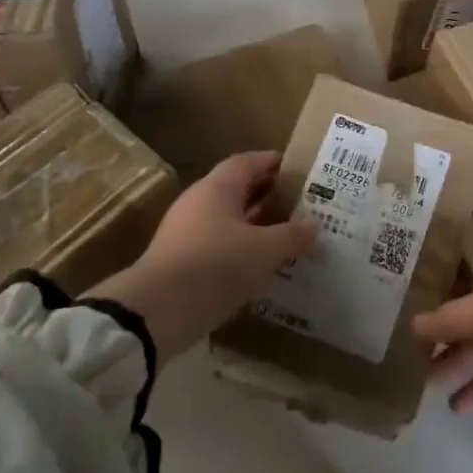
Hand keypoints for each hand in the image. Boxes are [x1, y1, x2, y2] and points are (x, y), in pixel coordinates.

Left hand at [91, 152, 315, 359]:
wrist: (158, 310)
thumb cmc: (217, 265)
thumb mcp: (265, 250)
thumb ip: (292, 236)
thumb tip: (314, 225)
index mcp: (217, 189)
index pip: (246, 162)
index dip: (270, 161)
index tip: (295, 168)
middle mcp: (198, 203)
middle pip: (236, 190)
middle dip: (266, 194)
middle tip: (297, 203)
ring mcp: (185, 233)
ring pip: (227, 220)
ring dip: (254, 225)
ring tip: (284, 236)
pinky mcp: (180, 261)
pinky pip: (217, 246)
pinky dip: (240, 250)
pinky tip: (259, 266)